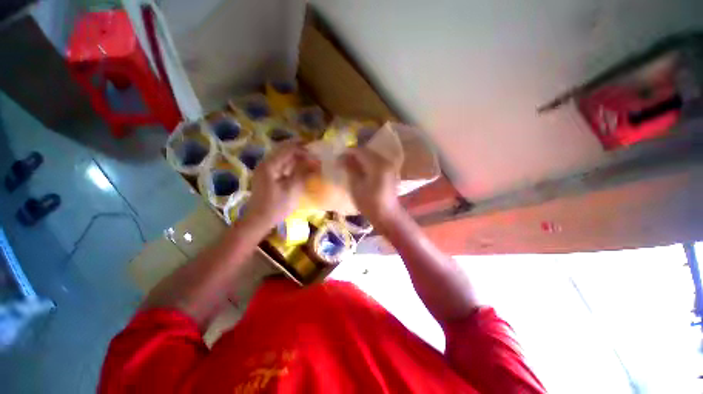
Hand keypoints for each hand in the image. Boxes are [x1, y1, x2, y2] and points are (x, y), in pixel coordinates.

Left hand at [244, 141, 318, 228]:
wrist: (259, 220)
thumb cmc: (276, 206)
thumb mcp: (292, 189)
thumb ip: (303, 172)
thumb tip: (314, 162)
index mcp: (270, 164)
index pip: (289, 149)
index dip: (305, 151)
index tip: (317, 157)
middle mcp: (266, 163)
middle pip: (285, 149)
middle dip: (301, 150)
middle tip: (315, 154)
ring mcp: (266, 169)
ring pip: (284, 157)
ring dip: (297, 157)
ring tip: (311, 160)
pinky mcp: (269, 176)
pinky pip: (282, 165)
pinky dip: (293, 164)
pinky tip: (301, 168)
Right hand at [341, 147, 400, 225]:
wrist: (387, 215)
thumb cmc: (369, 203)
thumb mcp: (356, 186)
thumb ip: (350, 169)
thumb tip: (342, 157)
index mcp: (377, 165)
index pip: (360, 151)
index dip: (347, 153)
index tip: (337, 159)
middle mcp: (385, 162)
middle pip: (367, 152)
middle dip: (353, 155)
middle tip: (342, 162)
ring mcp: (389, 167)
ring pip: (372, 157)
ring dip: (360, 159)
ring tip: (349, 166)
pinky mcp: (389, 172)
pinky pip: (376, 162)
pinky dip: (367, 163)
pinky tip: (360, 171)